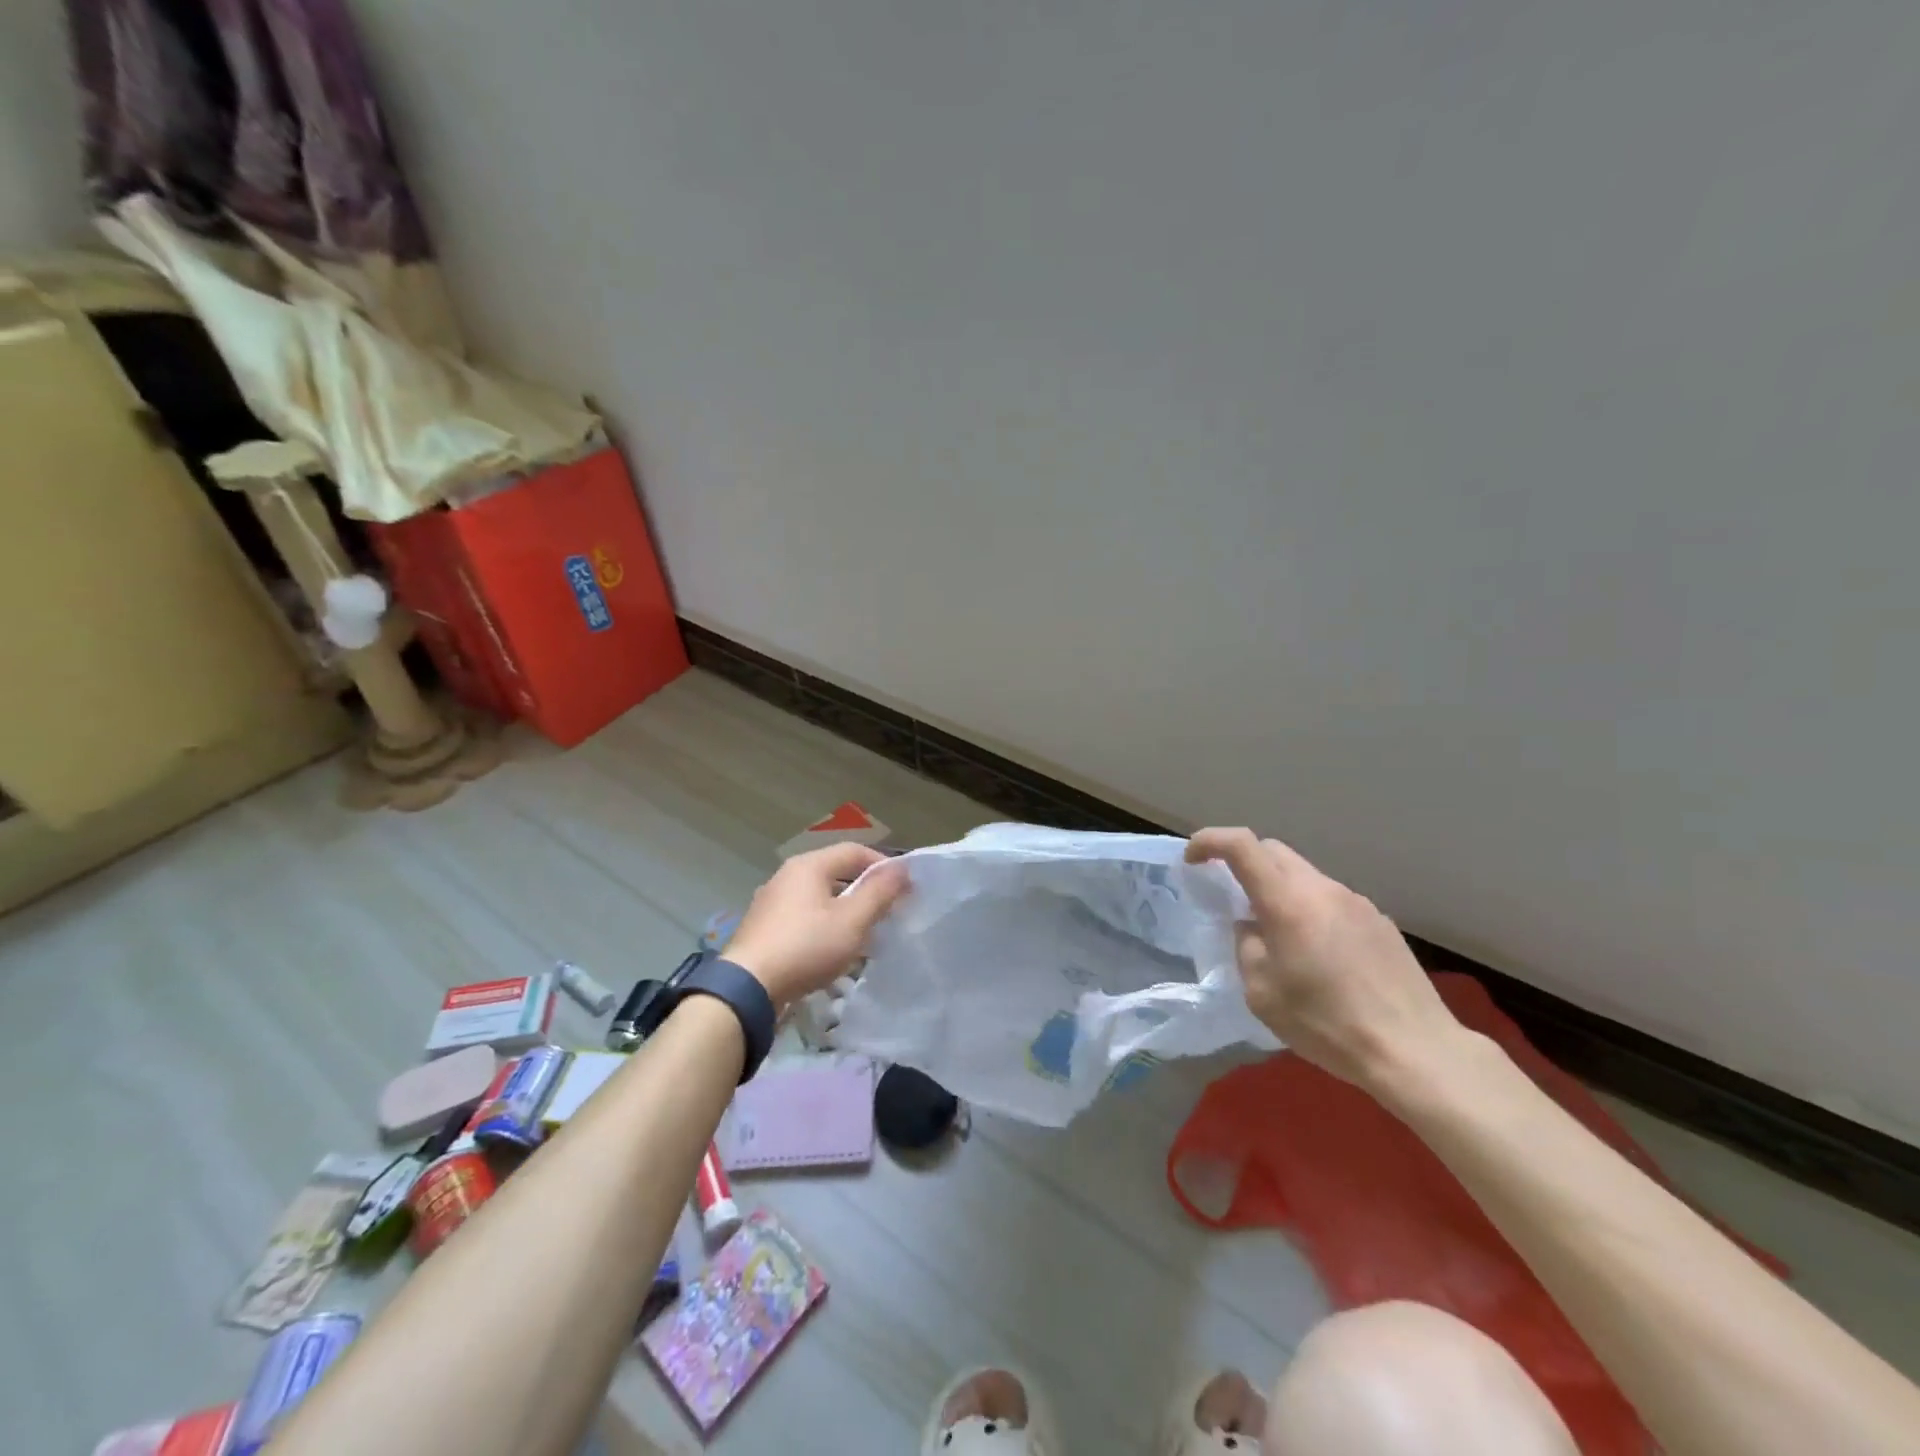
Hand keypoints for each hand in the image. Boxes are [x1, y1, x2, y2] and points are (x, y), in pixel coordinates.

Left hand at [722, 843, 908, 1009]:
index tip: (904, 890)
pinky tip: (831, 949)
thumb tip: (902, 868)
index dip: (883, 866)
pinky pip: (803, 915)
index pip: (855, 851)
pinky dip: (823, 924)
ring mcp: (771, 901)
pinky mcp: (763, 926)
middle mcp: (787, 875)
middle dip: (865, 890)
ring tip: (864, 934)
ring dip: (845, 909)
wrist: (747, 988)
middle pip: (836, 872)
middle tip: (887, 912)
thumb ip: (879, 892)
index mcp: (809, 865)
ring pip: (819, 896)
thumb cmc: (806, 947)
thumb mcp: (852, 921)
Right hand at [1186, 828, 1463, 1091]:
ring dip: (1279, 890)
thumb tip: (1252, 926)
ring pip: (1304, 875)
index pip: (1240, 845)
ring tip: (1278, 935)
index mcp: (1287, 902)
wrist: (1414, 1050)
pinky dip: (1310, 910)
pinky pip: (1331, 900)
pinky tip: (1319, 954)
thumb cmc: (1326, 1024)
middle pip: (1273, 851)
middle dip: (1243, 863)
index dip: (1209, 841)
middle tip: (1231, 897)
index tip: (1192, 860)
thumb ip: (1247, 945)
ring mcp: (1356, 902)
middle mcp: (1322, 889)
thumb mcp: (1261, 992)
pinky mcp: (1380, 921)